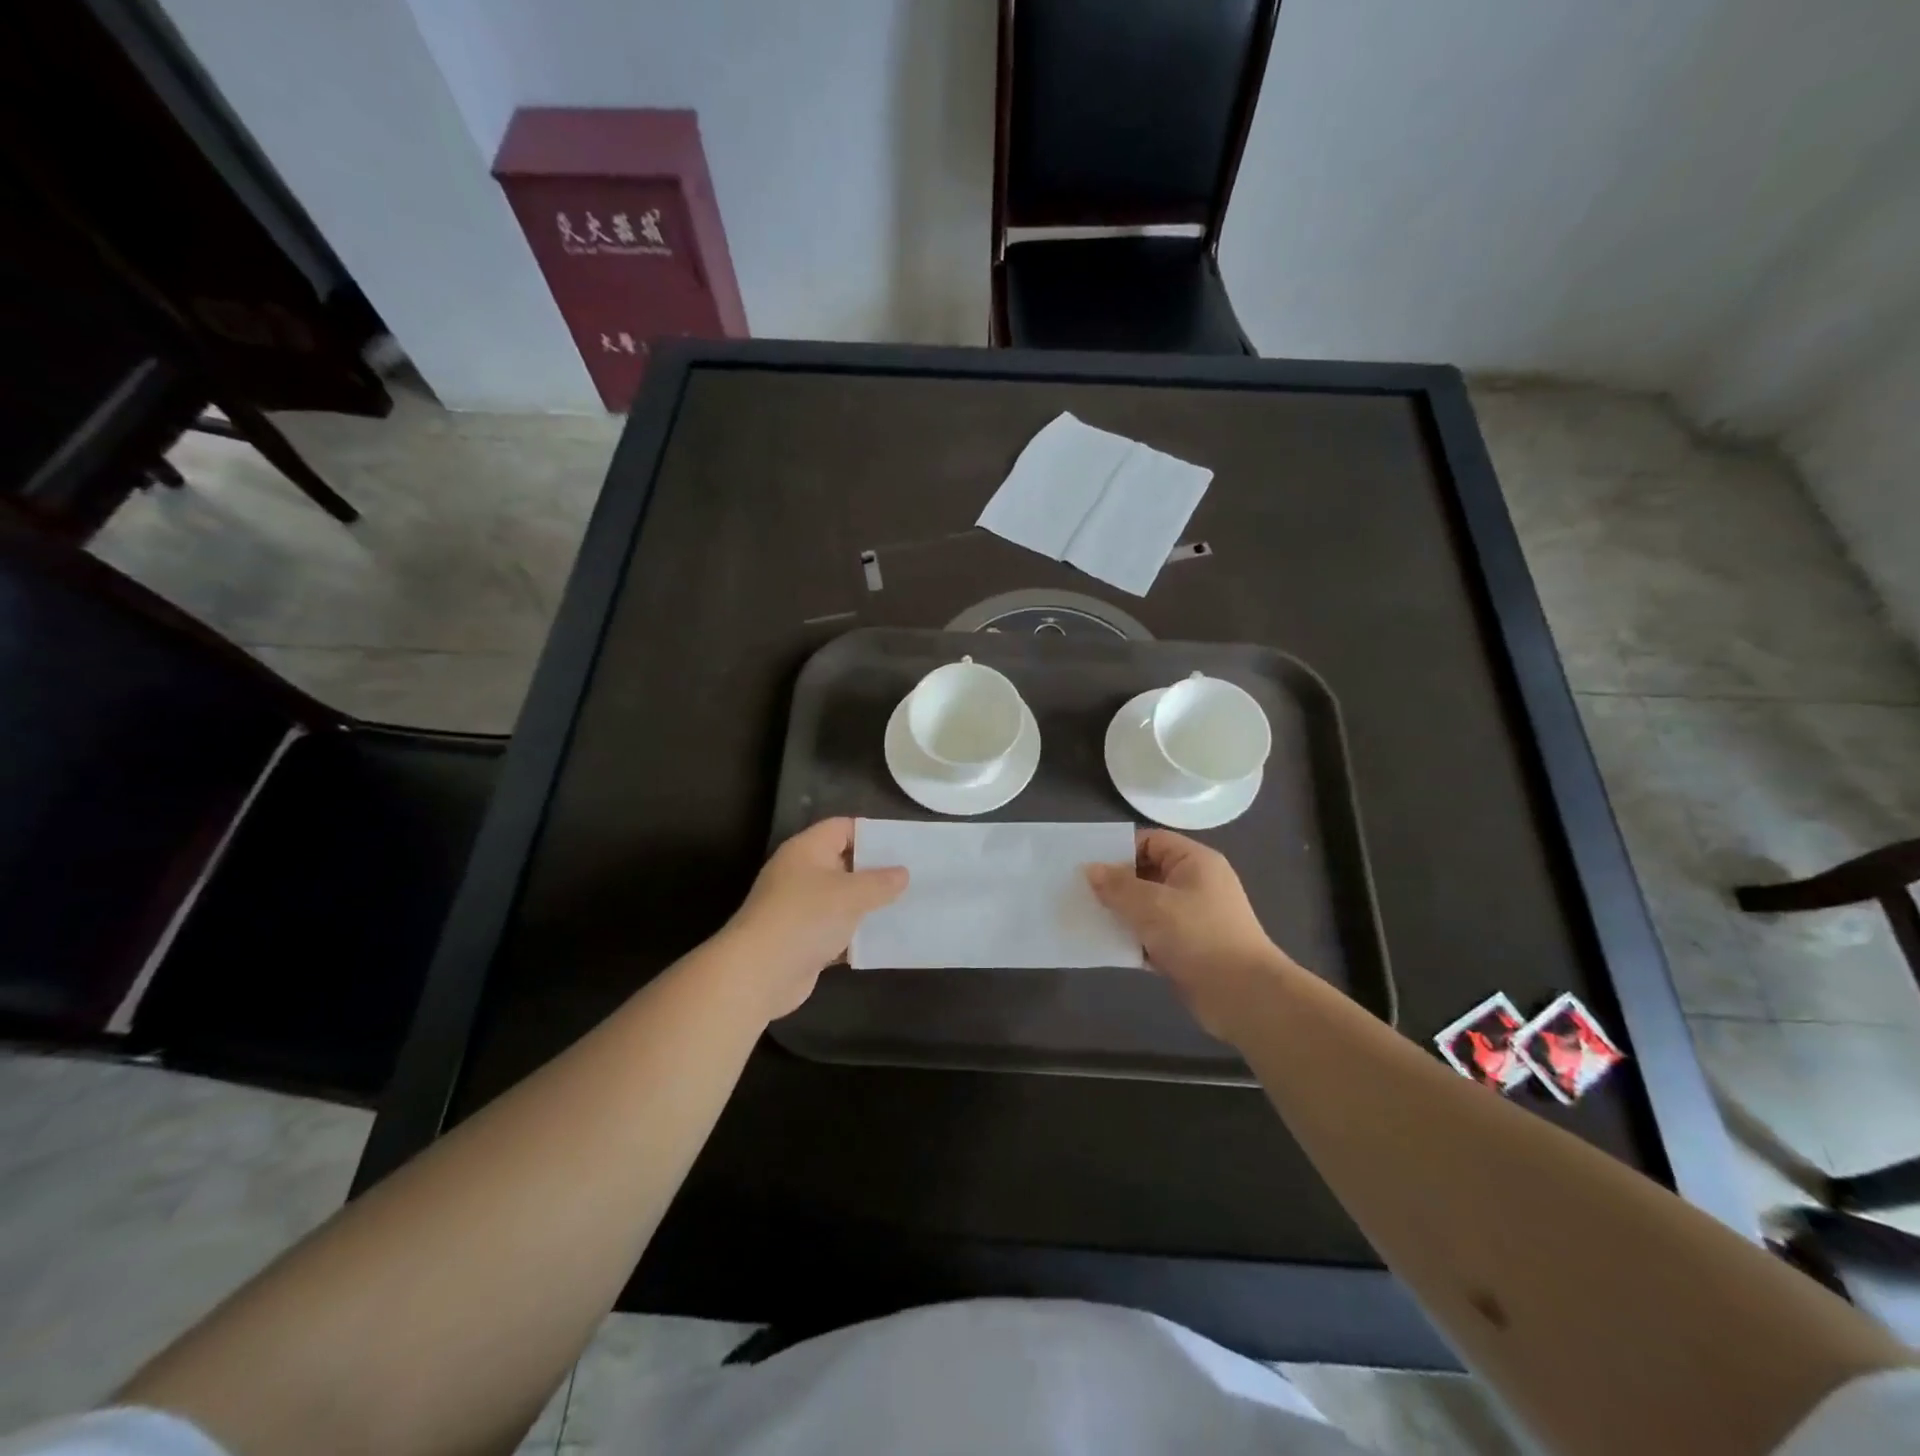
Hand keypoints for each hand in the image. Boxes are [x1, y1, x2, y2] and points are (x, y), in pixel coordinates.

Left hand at [722, 818, 907, 1017]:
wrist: (759, 974)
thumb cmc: (806, 918)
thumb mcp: (851, 894)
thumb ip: (881, 882)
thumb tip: (902, 873)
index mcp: (807, 850)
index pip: (843, 828)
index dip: (872, 833)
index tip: (903, 846)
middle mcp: (801, 873)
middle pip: (845, 863)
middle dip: (876, 871)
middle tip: (913, 876)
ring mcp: (800, 908)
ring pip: (843, 899)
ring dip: (869, 905)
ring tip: (907, 906)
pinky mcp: (803, 940)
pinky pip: (837, 930)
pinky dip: (857, 934)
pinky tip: (886, 939)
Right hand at [1085, 829, 1296, 1040]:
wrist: (1243, 996)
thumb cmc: (1198, 936)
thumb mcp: (1152, 905)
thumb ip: (1117, 886)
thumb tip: (1090, 869)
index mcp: (1195, 862)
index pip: (1151, 841)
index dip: (1119, 850)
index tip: (1088, 864)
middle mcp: (1195, 884)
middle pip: (1147, 873)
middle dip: (1115, 883)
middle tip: (1079, 891)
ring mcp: (1193, 918)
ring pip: (1147, 907)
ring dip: (1121, 913)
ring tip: (1086, 917)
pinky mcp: (1187, 948)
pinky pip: (1152, 935)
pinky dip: (1132, 938)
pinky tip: (1105, 945)